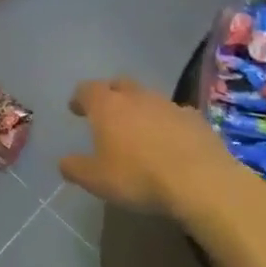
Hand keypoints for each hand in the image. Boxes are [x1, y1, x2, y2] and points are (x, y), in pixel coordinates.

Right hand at [60, 76, 231, 219]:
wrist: (201, 182)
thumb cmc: (139, 177)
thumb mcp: (96, 180)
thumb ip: (76, 168)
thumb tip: (64, 162)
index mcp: (108, 106)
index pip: (87, 89)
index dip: (79, 98)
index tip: (76, 109)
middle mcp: (136, 97)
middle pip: (119, 84)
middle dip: (110, 94)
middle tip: (107, 113)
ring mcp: (169, 105)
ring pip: (149, 98)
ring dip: (141, 109)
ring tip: (139, 130)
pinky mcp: (196, 119)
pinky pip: (175, 115)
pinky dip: (168, 123)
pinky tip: (171, 143)